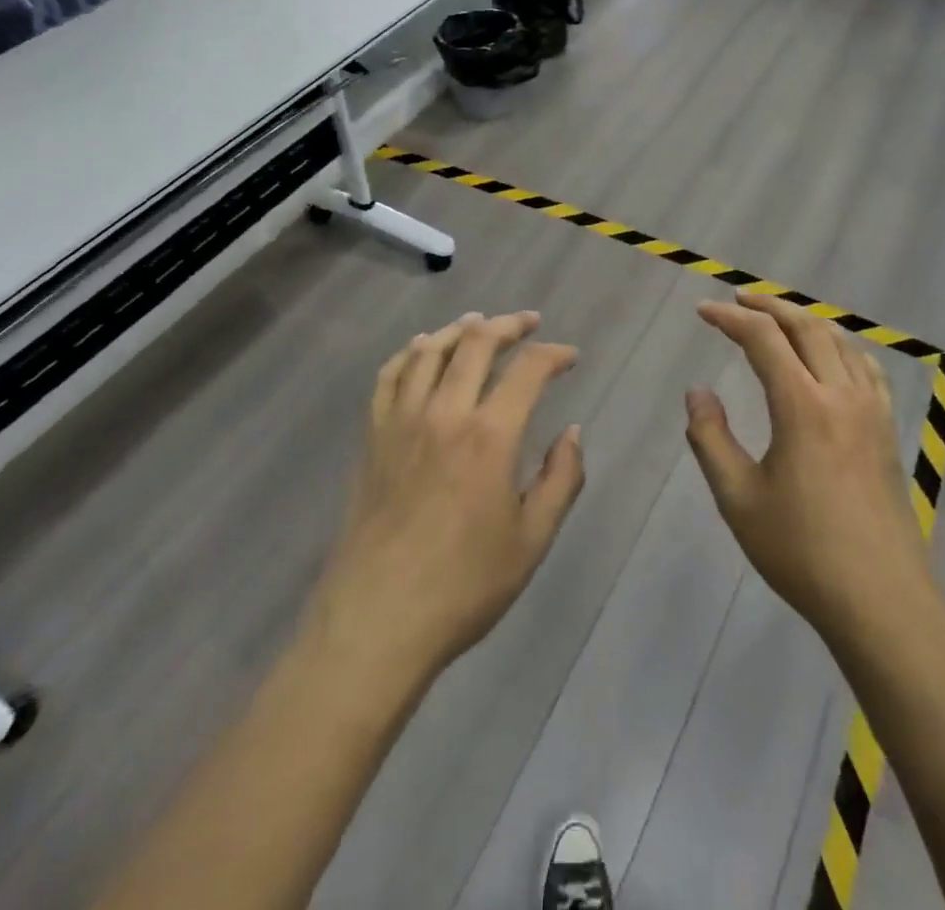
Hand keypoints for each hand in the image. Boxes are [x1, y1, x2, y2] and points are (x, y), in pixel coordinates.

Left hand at [309, 312, 583, 683]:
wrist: (377, 621)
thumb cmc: (463, 586)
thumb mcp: (532, 541)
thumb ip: (561, 479)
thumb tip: (571, 431)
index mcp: (490, 436)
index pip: (528, 370)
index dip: (554, 354)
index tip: (569, 356)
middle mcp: (445, 413)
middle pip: (476, 344)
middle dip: (508, 325)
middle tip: (529, 323)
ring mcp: (402, 421)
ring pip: (429, 351)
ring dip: (459, 329)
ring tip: (479, 324)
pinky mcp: (373, 437)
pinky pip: (388, 377)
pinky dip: (408, 354)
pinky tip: (420, 350)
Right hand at [686, 294, 931, 645]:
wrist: (881, 600)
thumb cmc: (802, 551)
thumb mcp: (738, 498)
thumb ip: (711, 439)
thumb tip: (698, 392)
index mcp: (802, 406)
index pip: (763, 339)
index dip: (730, 319)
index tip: (703, 311)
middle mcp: (841, 395)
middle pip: (806, 327)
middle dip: (769, 306)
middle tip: (738, 300)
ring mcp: (872, 411)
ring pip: (840, 342)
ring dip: (805, 322)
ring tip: (778, 320)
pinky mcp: (889, 431)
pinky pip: (866, 369)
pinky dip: (841, 348)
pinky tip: (833, 358)